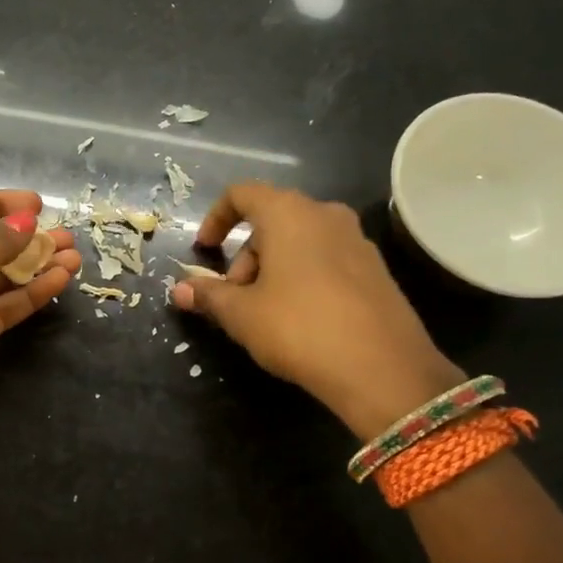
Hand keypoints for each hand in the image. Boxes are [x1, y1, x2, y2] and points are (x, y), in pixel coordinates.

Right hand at [171, 183, 461, 438]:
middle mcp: (325, 215)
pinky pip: (326, 259)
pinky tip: (301, 319)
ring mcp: (356, 240)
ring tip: (265, 313)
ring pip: (300, 241)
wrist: (383, 369)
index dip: (215, 219)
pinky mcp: (376, 269)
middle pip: (271, 220)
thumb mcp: (241, 314)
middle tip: (235, 298)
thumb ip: (208, 295)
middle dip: (244, 256)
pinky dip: (303, 277)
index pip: (241, 194)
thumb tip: (178, 289)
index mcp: (288, 213)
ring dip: (273, 268)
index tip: (204, 251)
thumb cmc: (298, 327)